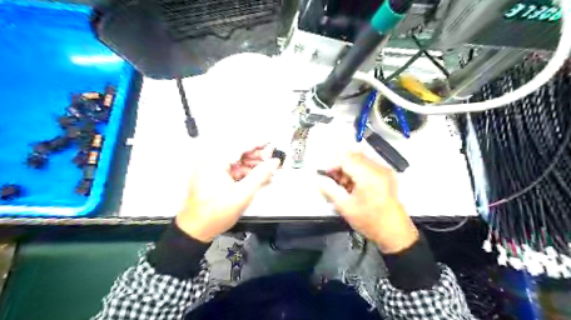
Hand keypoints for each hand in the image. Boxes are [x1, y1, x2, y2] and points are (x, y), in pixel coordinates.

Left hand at [176, 144, 280, 241]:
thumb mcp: (243, 194)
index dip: (259, 143)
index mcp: (215, 160)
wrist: (197, 228)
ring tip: (267, 169)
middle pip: (239, 149)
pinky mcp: (213, 172)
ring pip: (237, 157)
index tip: (273, 143)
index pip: (241, 144)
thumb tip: (274, 162)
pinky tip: (256, 175)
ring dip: (252, 162)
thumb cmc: (215, 214)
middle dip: (257, 154)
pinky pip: (232, 165)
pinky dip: (244, 169)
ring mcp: (211, 165)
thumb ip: (260, 175)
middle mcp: (211, 158)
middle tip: (272, 160)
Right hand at [320, 153, 417, 254]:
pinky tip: (353, 185)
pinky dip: (357, 171)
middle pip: (353, 156)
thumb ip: (330, 190)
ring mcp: (384, 171)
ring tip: (343, 185)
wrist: (395, 233)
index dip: (332, 164)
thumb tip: (319, 180)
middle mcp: (378, 168)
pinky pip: (368, 165)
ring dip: (348, 168)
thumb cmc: (371, 222)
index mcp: (368, 175)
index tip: (324, 174)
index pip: (346, 159)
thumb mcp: (345, 207)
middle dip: (340, 166)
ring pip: (360, 159)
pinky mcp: (386, 175)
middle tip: (332, 179)